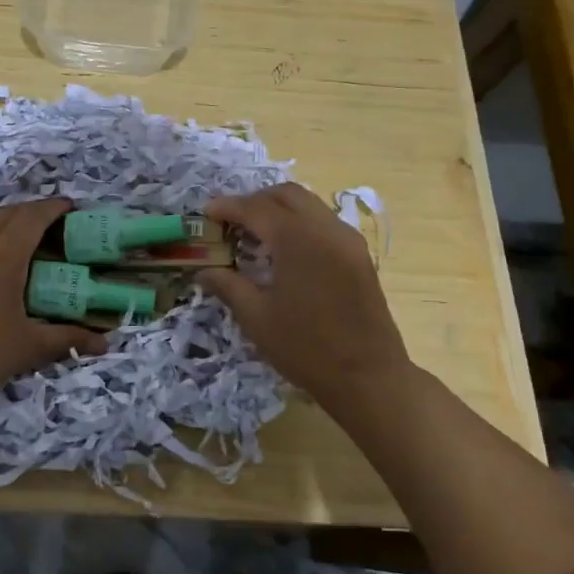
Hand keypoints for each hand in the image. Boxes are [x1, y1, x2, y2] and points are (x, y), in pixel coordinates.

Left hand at [0, 199, 105, 402]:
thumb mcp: (29, 347)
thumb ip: (67, 339)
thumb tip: (106, 343)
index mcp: (3, 256)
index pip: (32, 218)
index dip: (53, 208)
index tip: (72, 206)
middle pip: (6, 213)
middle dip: (31, 210)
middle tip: (52, 222)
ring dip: (5, 218)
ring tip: (23, 235)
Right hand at [199, 183, 409, 405]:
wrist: (369, 378)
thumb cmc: (306, 348)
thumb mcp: (257, 318)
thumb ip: (228, 286)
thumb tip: (204, 271)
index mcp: (298, 240)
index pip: (257, 208)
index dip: (228, 206)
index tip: (206, 212)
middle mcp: (326, 229)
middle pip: (286, 195)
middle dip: (255, 200)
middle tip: (231, 220)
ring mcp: (348, 240)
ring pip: (309, 205)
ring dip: (279, 209)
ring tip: (255, 232)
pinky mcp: (359, 255)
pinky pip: (324, 222)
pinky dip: (299, 223)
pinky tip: (285, 250)